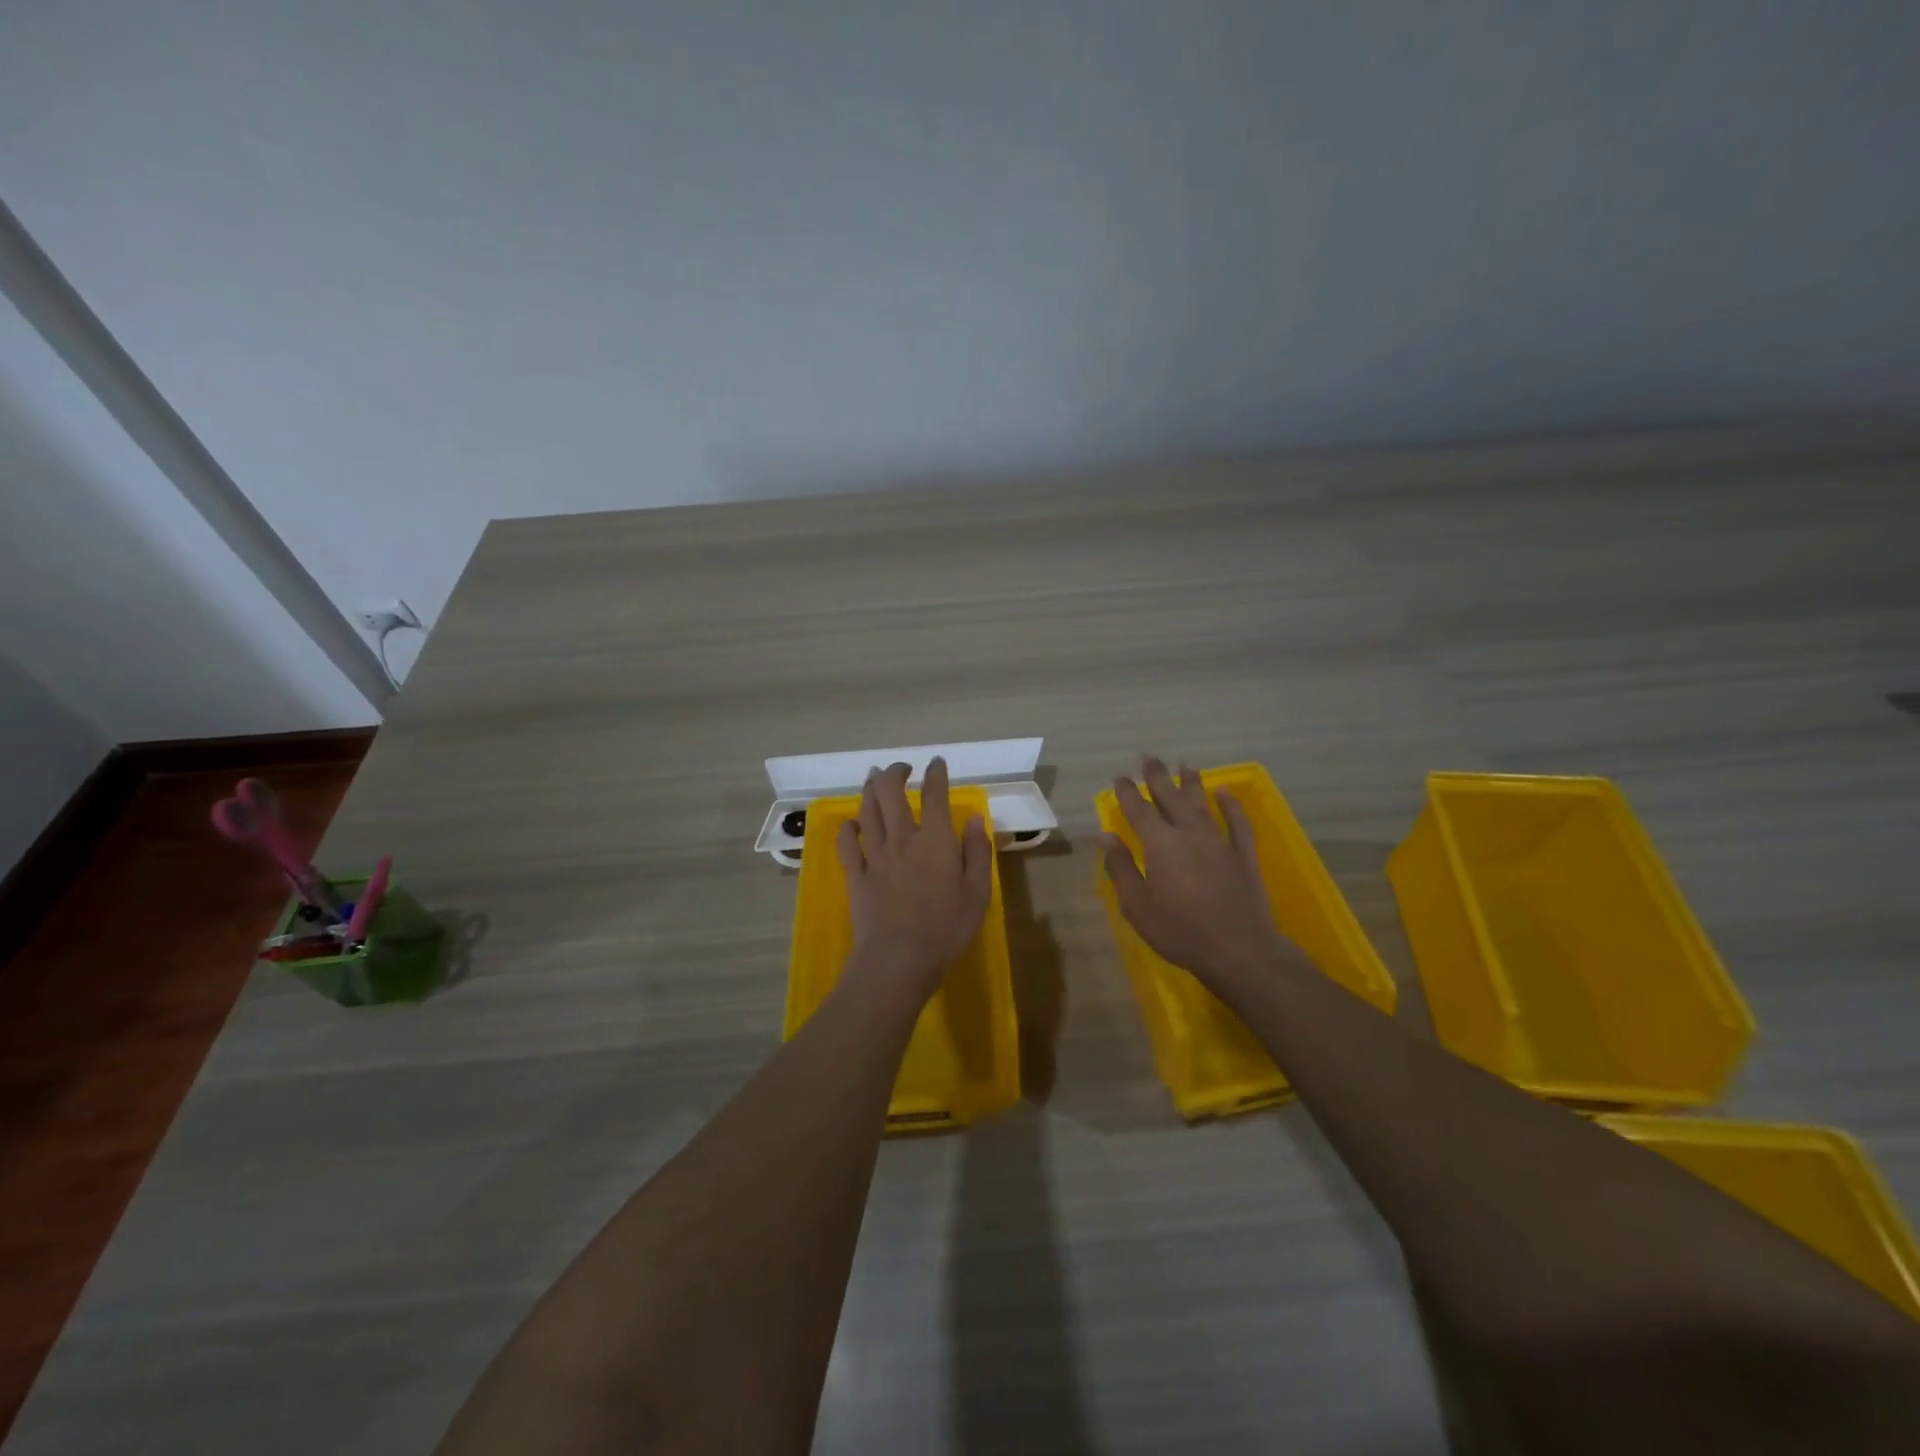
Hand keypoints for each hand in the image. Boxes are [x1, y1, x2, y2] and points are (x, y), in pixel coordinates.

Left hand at [837, 758, 993, 1000]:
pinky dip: (847, 828)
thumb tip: (974, 819)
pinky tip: (851, 823)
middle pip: (890, 792)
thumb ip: (976, 852)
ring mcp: (875, 855)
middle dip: (894, 773)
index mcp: (935, 840)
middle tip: (901, 768)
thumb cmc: (946, 928)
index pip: (935, 795)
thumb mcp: (978, 892)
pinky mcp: (855, 875)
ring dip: (869, 790)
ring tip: (873, 779)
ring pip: (867, 811)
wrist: (898, 959)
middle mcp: (902, 838)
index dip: (935, 774)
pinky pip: (846, 844)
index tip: (936, 763)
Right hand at [1103, 756, 1291, 990]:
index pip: (1139, 809)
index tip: (1120, 777)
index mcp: (1159, 843)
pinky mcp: (1243, 855)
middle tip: (1149, 758)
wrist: (1238, 949)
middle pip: (1171, 797)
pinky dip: (1232, 805)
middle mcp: (1188, 833)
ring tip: (1185, 765)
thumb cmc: (1179, 930)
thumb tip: (1104, 835)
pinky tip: (1226, 793)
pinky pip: (1238, 822)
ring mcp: (1219, 841)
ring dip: (1192, 783)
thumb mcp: (1137, 905)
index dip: (1128, 792)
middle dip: (1158, 776)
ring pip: (1202, 803)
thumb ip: (1121, 867)